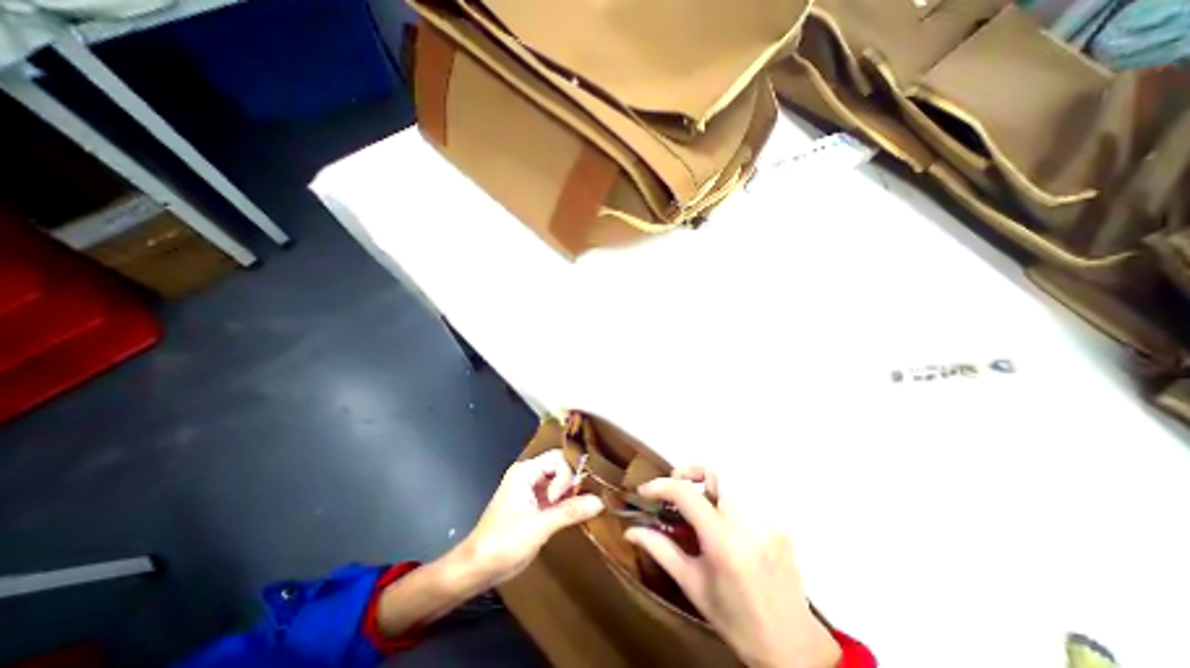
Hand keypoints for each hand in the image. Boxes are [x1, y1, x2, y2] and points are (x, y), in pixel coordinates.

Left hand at [457, 450, 605, 589]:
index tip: (563, 499)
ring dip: (570, 494)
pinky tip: (574, 515)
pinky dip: (565, 504)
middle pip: (560, 468)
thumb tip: (600, 501)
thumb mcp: (540, 526)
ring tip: (580, 510)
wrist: (477, 569)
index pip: (558, 459)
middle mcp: (528, 476)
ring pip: (559, 482)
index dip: (567, 475)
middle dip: (572, 484)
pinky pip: (555, 496)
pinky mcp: (533, 506)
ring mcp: (530, 491)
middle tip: (576, 504)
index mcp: (525, 472)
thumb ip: (570, 511)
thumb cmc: (504, 542)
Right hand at [625, 467, 839, 664]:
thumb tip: (630, 530)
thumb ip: (660, 549)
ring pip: (731, 482)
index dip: (660, 485)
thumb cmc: (735, 619)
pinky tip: (725, 526)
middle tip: (677, 491)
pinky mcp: (779, 524)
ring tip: (700, 508)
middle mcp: (748, 522)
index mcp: (723, 541)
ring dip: (709, 487)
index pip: (686, 494)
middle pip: (715, 472)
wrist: (792, 647)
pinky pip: (747, 498)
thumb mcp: (693, 585)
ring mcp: (768, 521)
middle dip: (690, 473)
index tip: (645, 491)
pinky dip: (728, 502)